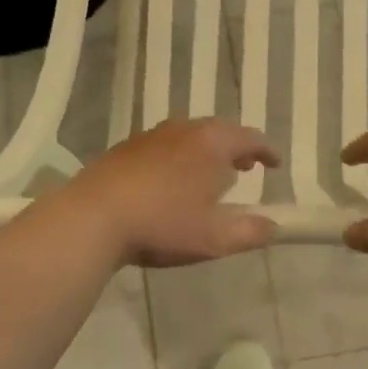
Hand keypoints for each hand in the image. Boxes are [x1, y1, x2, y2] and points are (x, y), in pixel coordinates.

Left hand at [60, 118, 279, 267]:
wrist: (92, 217)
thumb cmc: (162, 225)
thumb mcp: (214, 238)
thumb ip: (250, 232)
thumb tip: (273, 227)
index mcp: (212, 144)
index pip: (250, 138)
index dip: (267, 151)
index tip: (275, 164)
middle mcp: (184, 130)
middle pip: (219, 131)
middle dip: (236, 148)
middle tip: (244, 167)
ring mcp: (152, 136)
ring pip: (190, 136)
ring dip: (206, 151)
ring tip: (209, 174)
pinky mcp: (126, 148)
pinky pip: (165, 145)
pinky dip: (179, 156)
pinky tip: (170, 181)